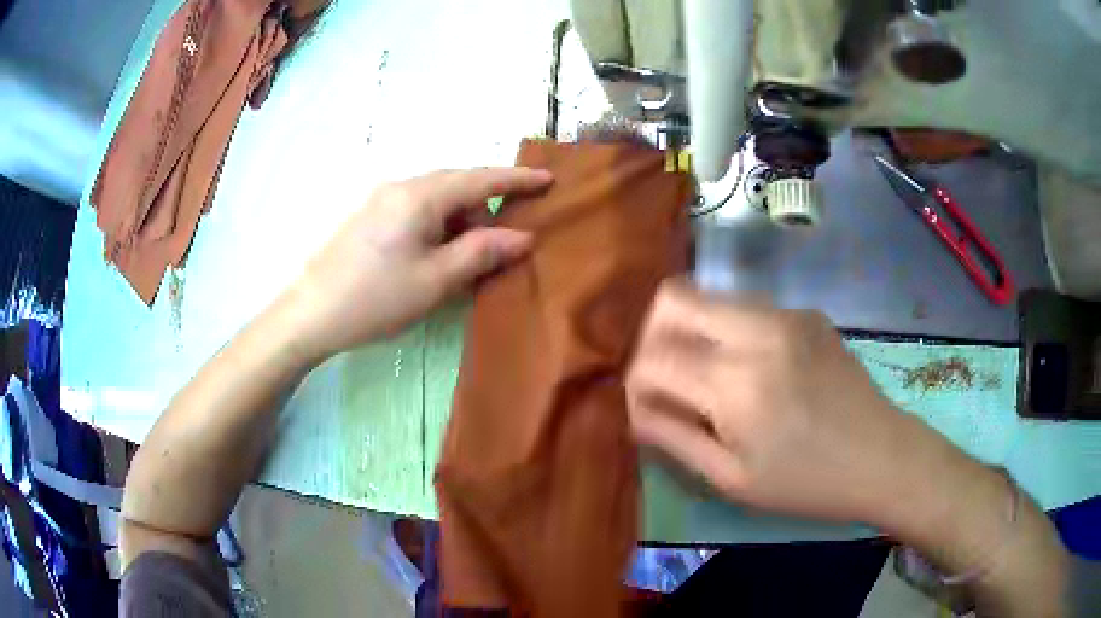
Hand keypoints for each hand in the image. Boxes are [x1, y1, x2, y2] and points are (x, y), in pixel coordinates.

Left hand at [284, 167, 552, 361]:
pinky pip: (416, 209)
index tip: (548, 178)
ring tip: (467, 258)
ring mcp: (381, 199)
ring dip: (460, 220)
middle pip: (457, 185)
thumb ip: (482, 252)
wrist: (310, 313)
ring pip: (436, 199)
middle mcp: (401, 186)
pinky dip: (437, 225)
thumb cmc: (376, 298)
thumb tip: (523, 236)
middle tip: (503, 241)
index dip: (517, 179)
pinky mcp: (368, 215)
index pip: (480, 179)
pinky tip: (436, 255)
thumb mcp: (436, 279)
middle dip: (485, 207)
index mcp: (421, 196)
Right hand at [625, 280, 918, 523]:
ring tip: (711, 380)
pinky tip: (759, 373)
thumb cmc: (806, 483)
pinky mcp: (806, 312)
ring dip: (694, 333)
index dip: (635, 381)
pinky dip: (733, 336)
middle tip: (666, 378)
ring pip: (711, 299)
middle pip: (675, 299)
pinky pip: (749, 310)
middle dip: (654, 336)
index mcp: (734, 382)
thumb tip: (633, 407)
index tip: (645, 406)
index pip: (653, 357)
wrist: (882, 456)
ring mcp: (786, 313)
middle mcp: (757, 330)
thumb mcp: (731, 478)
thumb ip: (673, 437)